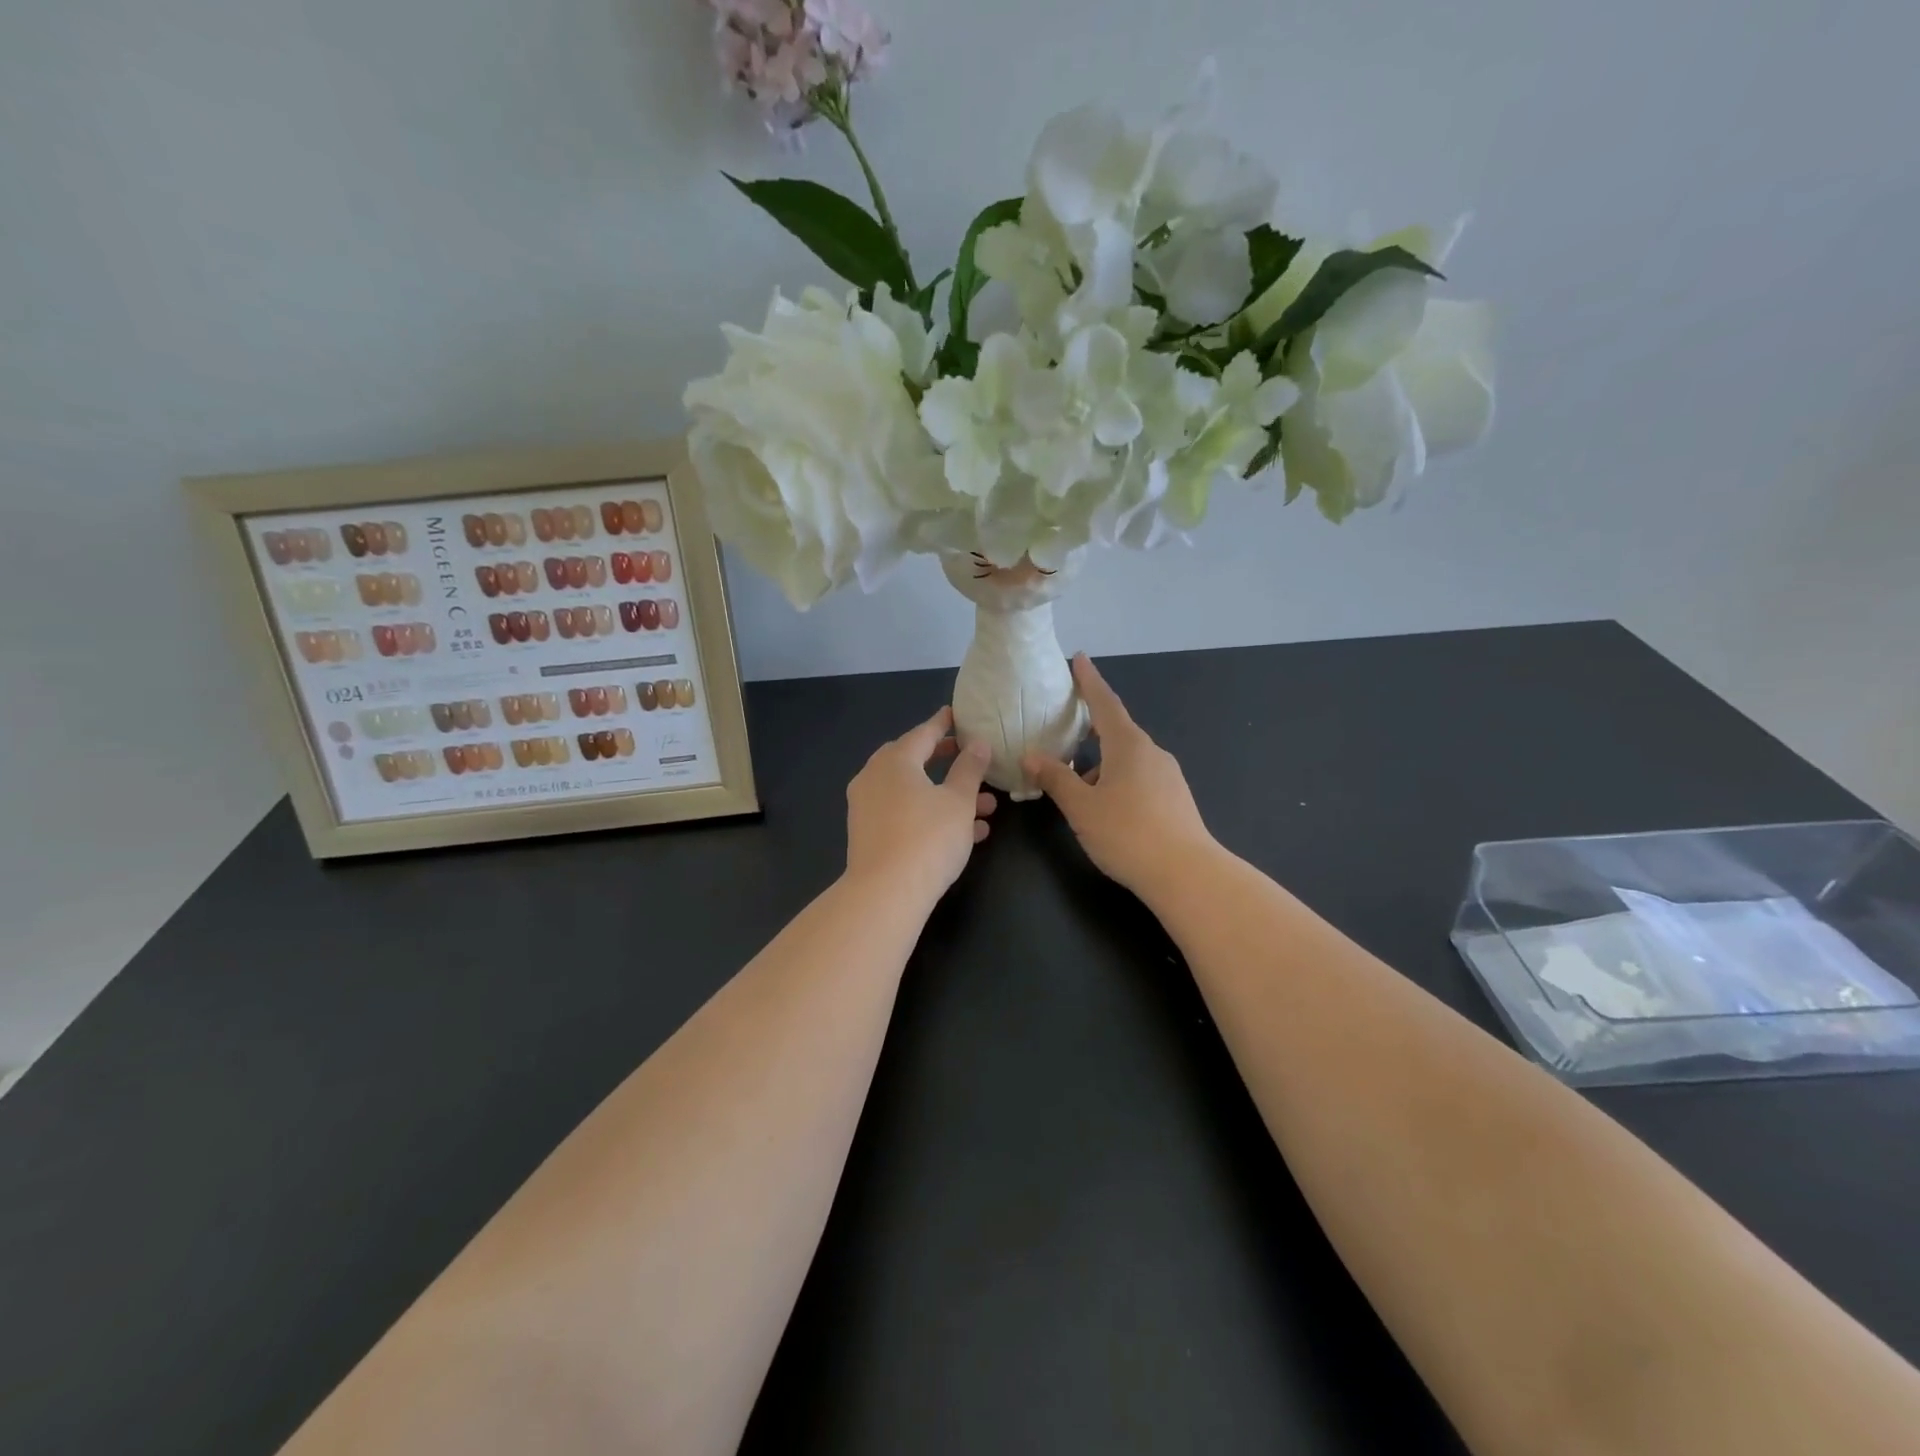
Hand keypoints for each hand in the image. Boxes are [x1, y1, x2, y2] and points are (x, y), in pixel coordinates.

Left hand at [846, 705, 996, 902]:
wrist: (886, 894)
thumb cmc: (928, 838)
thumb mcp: (959, 801)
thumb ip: (970, 769)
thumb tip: (977, 743)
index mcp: (894, 761)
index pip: (923, 733)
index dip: (943, 724)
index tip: (956, 714)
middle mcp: (874, 778)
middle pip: (912, 761)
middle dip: (944, 761)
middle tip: (967, 757)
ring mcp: (867, 808)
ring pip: (913, 792)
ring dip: (947, 795)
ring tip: (987, 807)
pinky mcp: (868, 835)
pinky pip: (904, 814)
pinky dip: (931, 815)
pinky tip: (967, 833)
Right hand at [1022, 655, 1215, 896]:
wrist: (1187, 874)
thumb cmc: (1128, 833)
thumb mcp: (1082, 807)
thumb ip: (1056, 778)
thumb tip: (1031, 756)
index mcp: (1128, 745)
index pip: (1105, 703)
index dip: (1089, 681)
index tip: (1079, 658)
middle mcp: (1151, 753)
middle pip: (1116, 731)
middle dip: (1090, 728)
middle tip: (1064, 727)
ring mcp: (1167, 776)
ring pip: (1126, 758)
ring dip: (1100, 762)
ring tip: (1074, 782)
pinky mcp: (1175, 799)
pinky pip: (1138, 777)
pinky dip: (1116, 779)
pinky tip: (1103, 805)